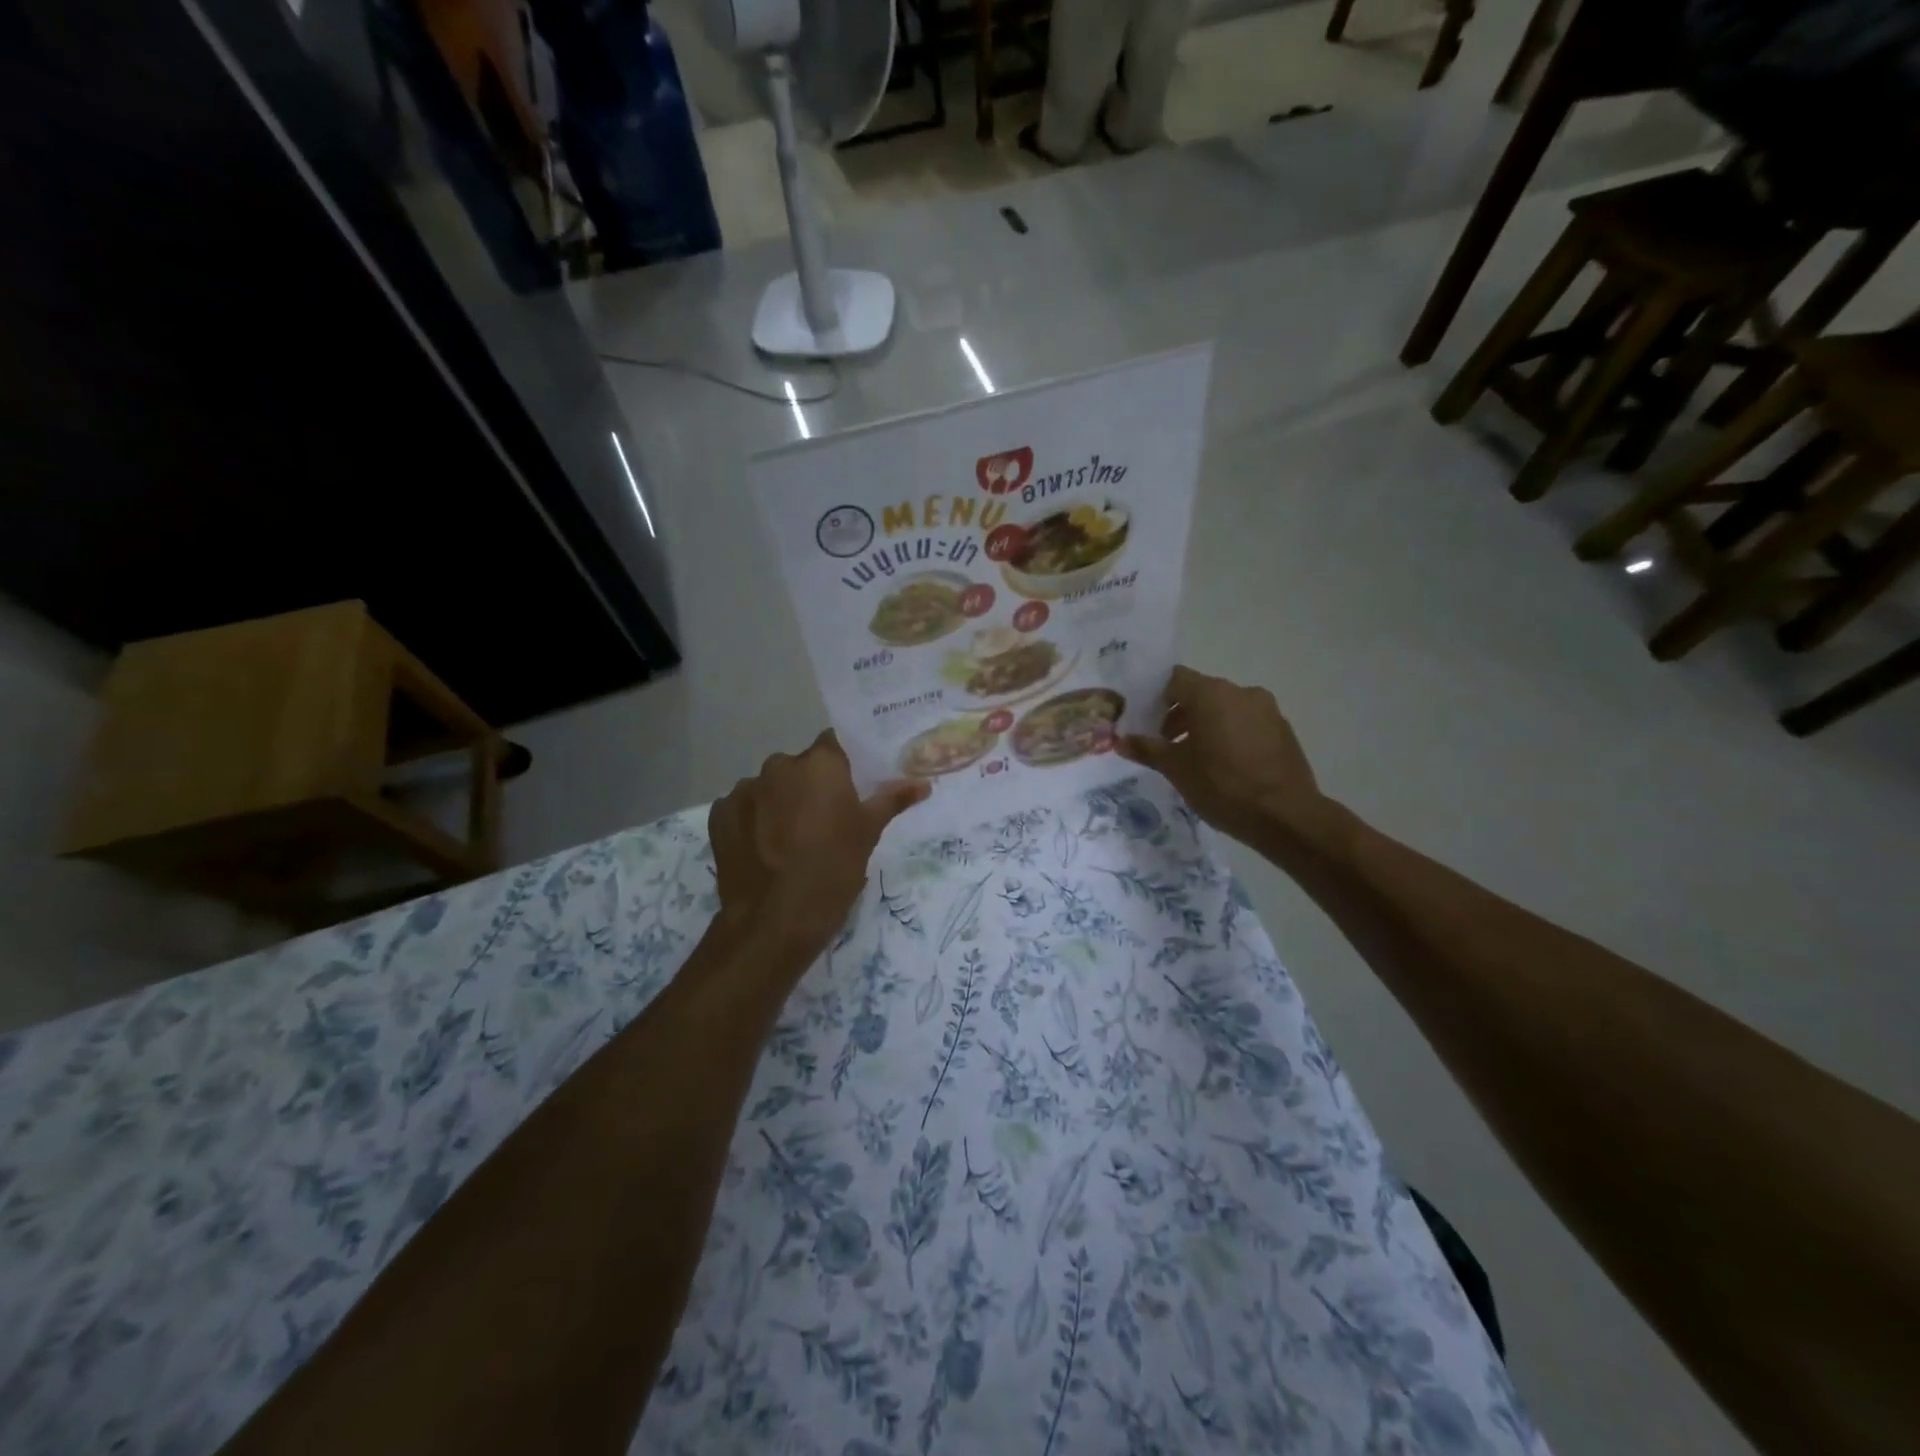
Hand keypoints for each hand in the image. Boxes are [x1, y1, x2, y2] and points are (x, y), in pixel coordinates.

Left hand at [709, 731, 928, 958]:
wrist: (773, 922)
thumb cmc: (833, 871)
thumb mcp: (868, 835)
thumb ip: (892, 800)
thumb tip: (923, 783)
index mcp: (819, 764)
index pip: (834, 743)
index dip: (843, 763)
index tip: (851, 786)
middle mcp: (778, 766)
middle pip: (800, 767)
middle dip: (810, 786)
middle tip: (824, 821)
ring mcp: (744, 790)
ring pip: (770, 788)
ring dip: (780, 803)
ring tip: (789, 841)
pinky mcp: (719, 815)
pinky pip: (744, 808)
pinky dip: (753, 821)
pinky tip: (763, 850)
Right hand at [1118, 665, 1338, 853]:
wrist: (1285, 815)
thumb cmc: (1222, 786)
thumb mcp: (1176, 769)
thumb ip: (1147, 749)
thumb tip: (1120, 741)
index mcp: (1211, 694)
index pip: (1174, 679)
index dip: (1156, 696)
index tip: (1145, 720)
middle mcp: (1241, 692)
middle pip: (1201, 692)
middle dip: (1180, 714)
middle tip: (1165, 743)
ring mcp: (1267, 710)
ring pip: (1225, 708)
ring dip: (1206, 725)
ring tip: (1194, 757)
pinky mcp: (1283, 730)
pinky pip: (1247, 723)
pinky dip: (1231, 735)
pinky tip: (1225, 765)